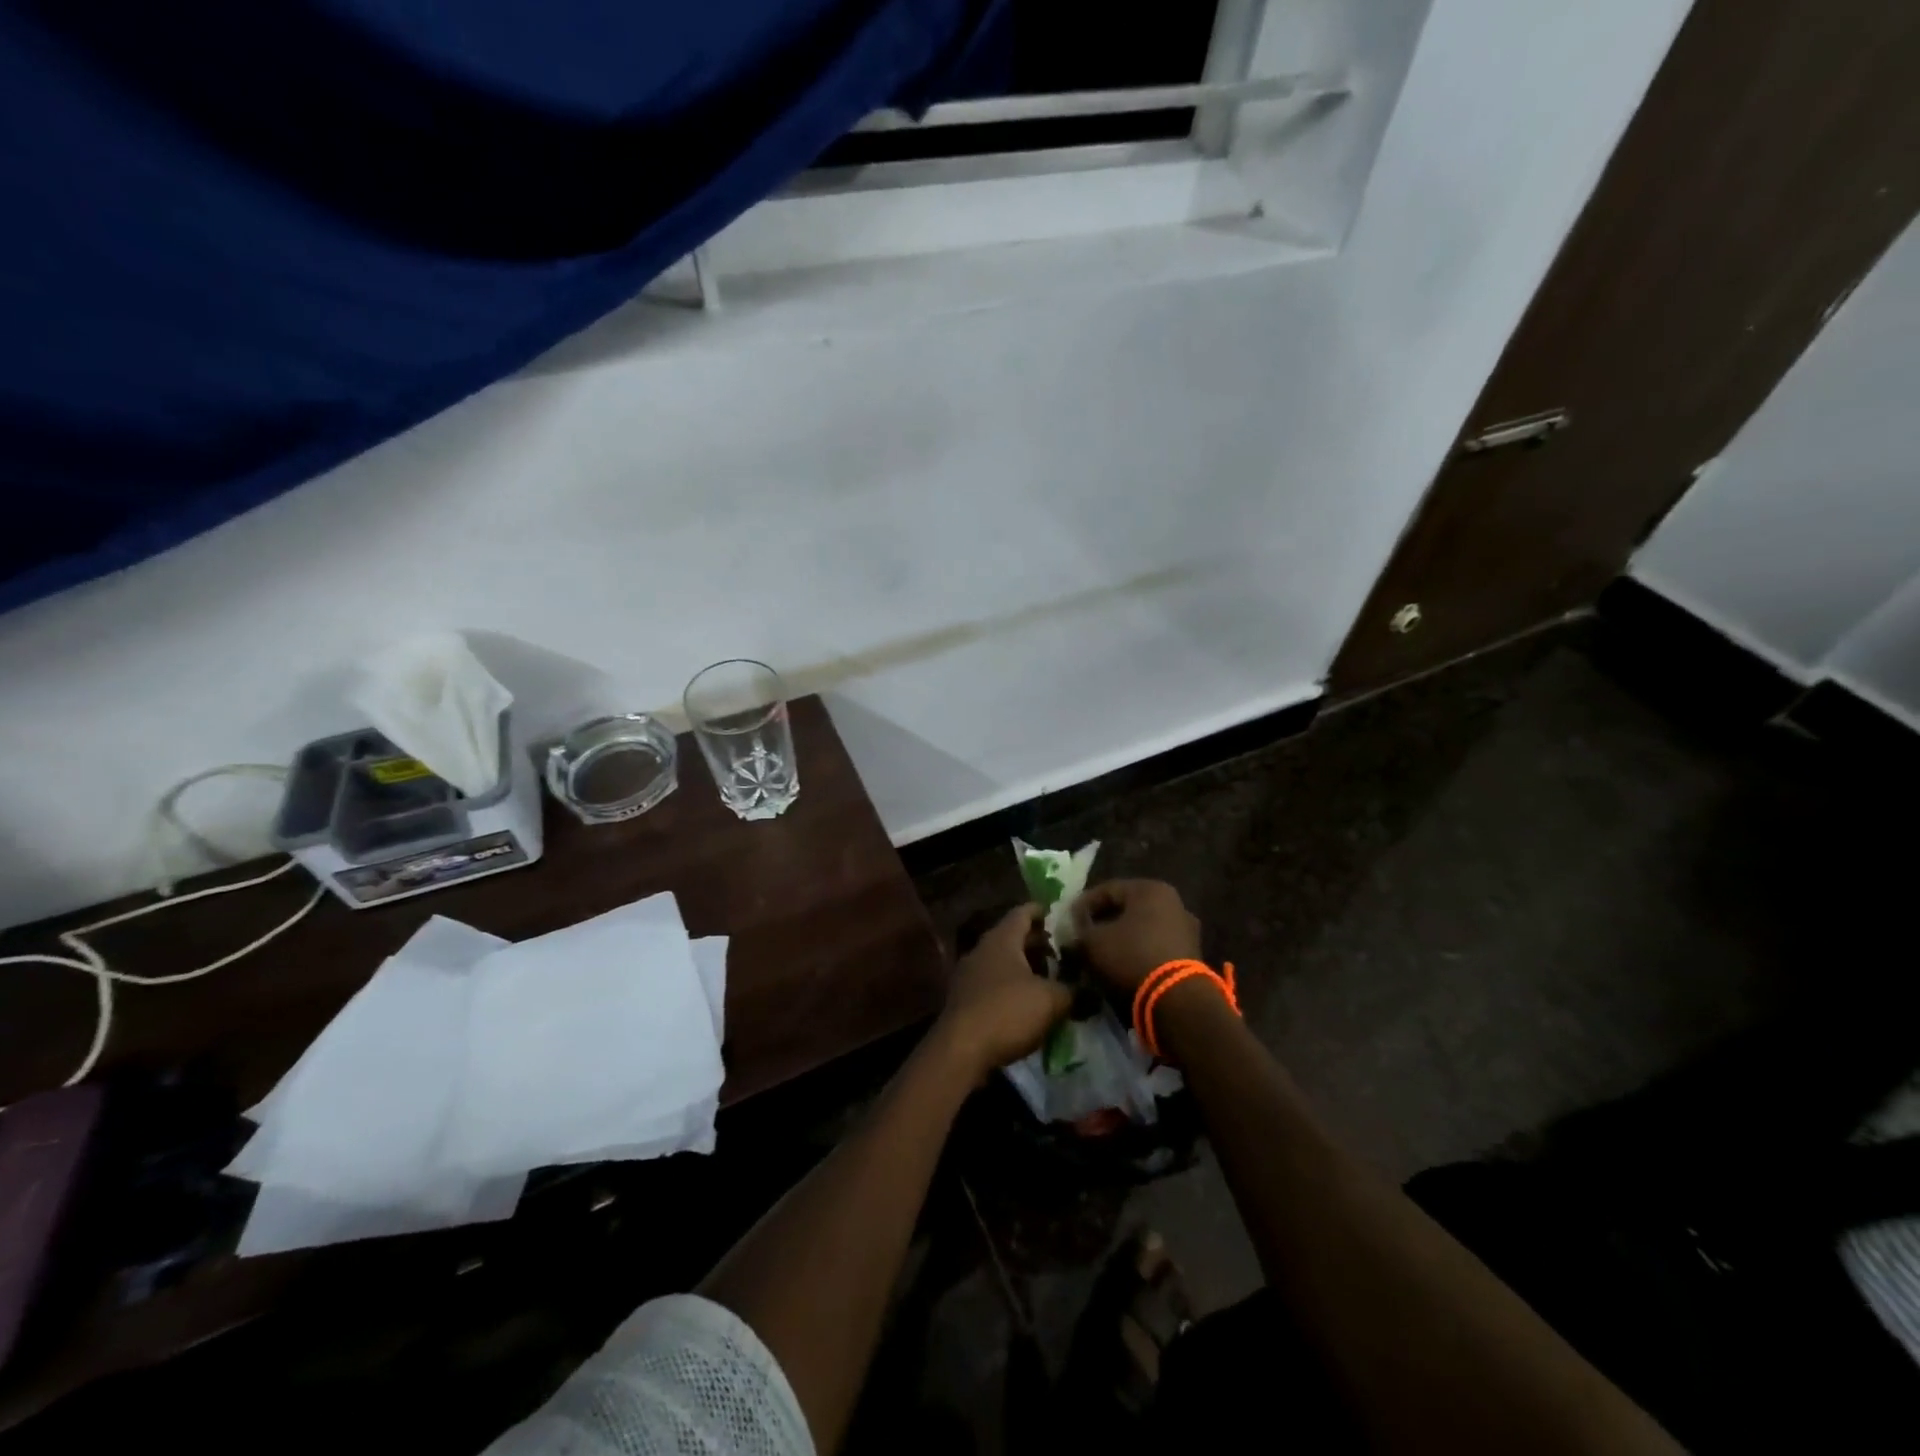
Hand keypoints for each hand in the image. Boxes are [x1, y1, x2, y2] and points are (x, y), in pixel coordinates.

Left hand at [935, 904, 1071, 1079]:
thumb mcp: (1050, 1000)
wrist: (960, 1049)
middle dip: (1035, 942)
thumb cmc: (1007, 1011)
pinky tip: (1025, 1002)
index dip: (1040, 911)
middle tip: (1060, 950)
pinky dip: (1010, 986)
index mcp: (1001, 939)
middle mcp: (981, 950)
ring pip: (1001, 962)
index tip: (1056, 913)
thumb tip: (1089, 990)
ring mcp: (968, 975)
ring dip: (1023, 967)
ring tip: (1047, 977)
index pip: (1022, 913)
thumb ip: (1072, 991)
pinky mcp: (963, 1000)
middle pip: (1011, 937)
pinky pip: (991, 984)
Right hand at [1071, 880, 1202, 999]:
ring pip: (1141, 929)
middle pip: (1127, 909)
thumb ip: (1080, 932)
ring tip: (1100, 955)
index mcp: (1150, 889)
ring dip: (1120, 939)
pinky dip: (1137, 952)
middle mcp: (1172, 902)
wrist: (1176, 999)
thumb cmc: (1131, 956)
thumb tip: (1076, 934)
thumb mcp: (1093, 942)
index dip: (1083, 905)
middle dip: (1103, 922)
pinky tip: (1121, 966)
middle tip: (1083, 936)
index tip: (1068, 921)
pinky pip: (1154, 946)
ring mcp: (1185, 929)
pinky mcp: (1191, 955)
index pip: (1107, 889)